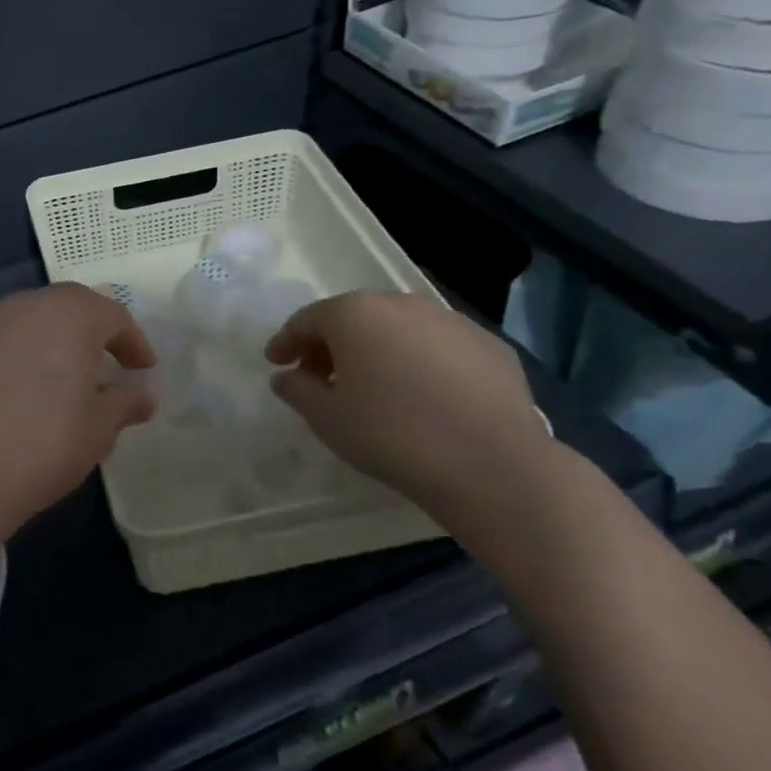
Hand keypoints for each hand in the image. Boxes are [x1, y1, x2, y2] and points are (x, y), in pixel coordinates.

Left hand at [0, 284, 155, 524]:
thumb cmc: (45, 444)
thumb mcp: (99, 428)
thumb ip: (125, 403)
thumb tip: (142, 397)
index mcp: (72, 315)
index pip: (114, 316)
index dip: (134, 343)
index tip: (143, 370)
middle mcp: (30, 306)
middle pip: (72, 305)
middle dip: (95, 329)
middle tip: (109, 362)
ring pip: (36, 316)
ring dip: (58, 336)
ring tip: (69, 373)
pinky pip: (8, 336)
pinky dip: (26, 349)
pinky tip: (27, 385)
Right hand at [265, 291, 553, 530]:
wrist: (493, 466)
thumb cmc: (391, 435)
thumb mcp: (325, 418)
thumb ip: (297, 389)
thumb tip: (287, 376)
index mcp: (354, 314)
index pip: (307, 319)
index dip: (286, 342)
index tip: (277, 364)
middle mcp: (401, 304)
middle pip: (353, 318)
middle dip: (331, 345)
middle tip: (322, 379)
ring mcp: (450, 321)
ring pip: (398, 329)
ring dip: (377, 350)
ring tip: (374, 388)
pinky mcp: (489, 344)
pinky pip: (438, 347)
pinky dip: (420, 362)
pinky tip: (424, 397)